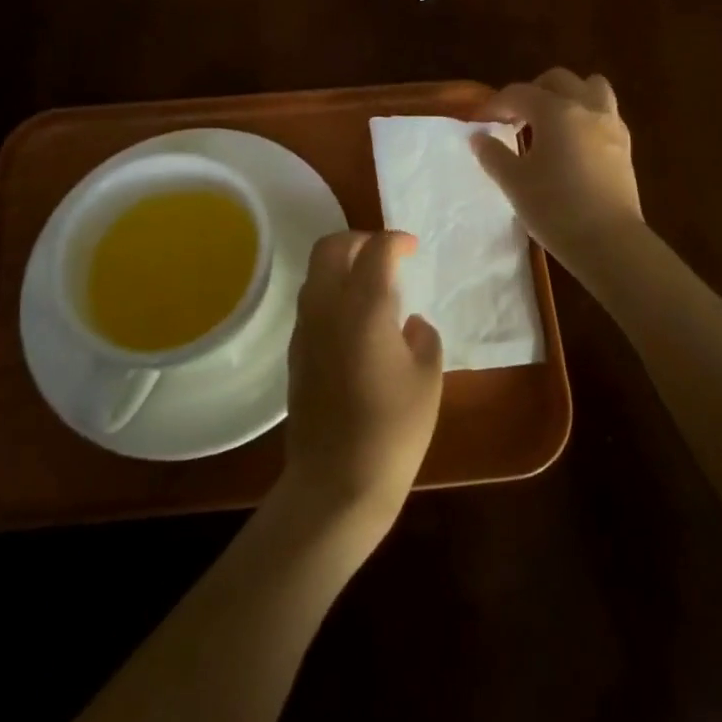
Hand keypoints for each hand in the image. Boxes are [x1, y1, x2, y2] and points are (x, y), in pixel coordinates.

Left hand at [281, 231, 442, 541]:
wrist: (336, 482)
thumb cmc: (393, 429)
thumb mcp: (427, 379)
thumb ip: (423, 338)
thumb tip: (409, 324)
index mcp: (364, 306)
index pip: (376, 250)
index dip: (396, 241)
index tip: (412, 249)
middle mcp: (328, 307)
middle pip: (331, 247)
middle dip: (359, 240)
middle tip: (384, 254)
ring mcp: (305, 329)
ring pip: (316, 273)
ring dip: (342, 265)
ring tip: (372, 286)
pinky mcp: (295, 352)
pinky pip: (312, 303)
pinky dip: (332, 293)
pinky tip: (356, 322)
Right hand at [471, 68, 644, 269]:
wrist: (609, 242)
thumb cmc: (555, 208)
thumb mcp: (514, 182)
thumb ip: (493, 155)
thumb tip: (479, 137)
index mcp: (556, 111)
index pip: (519, 93)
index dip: (496, 104)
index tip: (480, 121)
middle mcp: (586, 107)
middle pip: (558, 80)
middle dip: (533, 91)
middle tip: (515, 117)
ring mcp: (611, 124)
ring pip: (591, 87)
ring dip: (568, 95)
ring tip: (551, 121)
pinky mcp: (625, 145)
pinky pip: (605, 113)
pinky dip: (586, 115)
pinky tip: (574, 142)